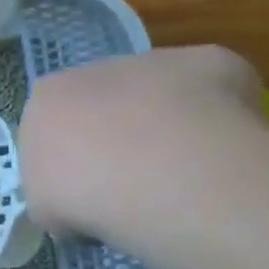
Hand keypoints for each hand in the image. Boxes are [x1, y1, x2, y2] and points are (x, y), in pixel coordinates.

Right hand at [18, 46, 268, 236]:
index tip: (84, 190)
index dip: (69, 159)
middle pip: (103, 104)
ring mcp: (153, 63)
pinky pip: (214, 92)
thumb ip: (56, 191)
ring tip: (183, 178)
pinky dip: (217, 118)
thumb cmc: (83, 194)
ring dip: (165, 126)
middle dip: (117, 137)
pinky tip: (222, 154)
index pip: (52, 124)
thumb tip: (79, 201)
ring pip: (157, 96)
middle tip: (133, 186)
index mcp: (46, 98)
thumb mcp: (46, 207)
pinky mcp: (209, 61)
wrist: (155, 174)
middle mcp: (93, 70)